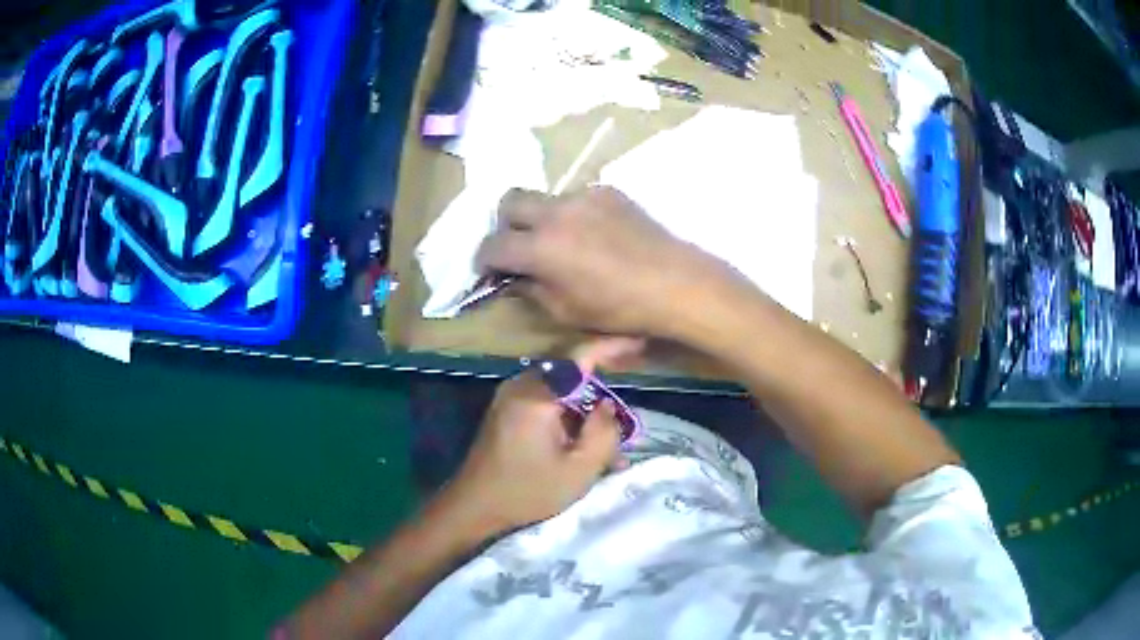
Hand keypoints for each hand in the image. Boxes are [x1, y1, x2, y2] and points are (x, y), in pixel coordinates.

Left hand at [447, 340, 635, 531]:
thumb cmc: (527, 492)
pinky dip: (569, 421)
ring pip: (561, 393)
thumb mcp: (579, 469)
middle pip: (572, 375)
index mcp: (537, 395)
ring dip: (586, 414)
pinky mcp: (507, 412)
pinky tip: (584, 449)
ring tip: (611, 447)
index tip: (640, 341)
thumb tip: (609, 405)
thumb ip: (603, 432)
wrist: (474, 507)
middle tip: (628, 409)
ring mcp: (511, 398)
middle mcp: (521, 387)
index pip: (581, 357)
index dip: (612, 346)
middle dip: (602, 392)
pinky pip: (546, 405)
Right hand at [476, 187, 745, 338]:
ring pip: (544, 198)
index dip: (483, 260)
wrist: (676, 283)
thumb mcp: (566, 311)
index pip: (492, 245)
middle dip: (504, 224)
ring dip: (540, 217)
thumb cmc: (620, 308)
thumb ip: (531, 290)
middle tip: (517, 247)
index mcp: (540, 247)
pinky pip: (576, 198)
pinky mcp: (607, 191)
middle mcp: (555, 212)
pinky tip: (593, 235)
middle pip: (509, 201)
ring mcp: (583, 196)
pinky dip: (572, 214)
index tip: (489, 271)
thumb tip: (514, 278)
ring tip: (561, 242)